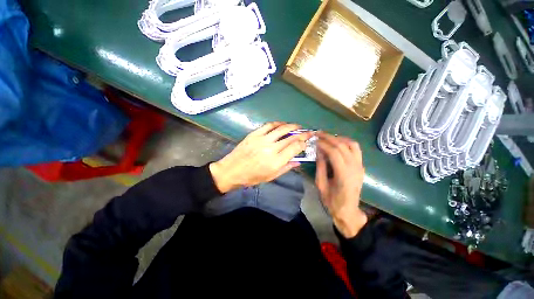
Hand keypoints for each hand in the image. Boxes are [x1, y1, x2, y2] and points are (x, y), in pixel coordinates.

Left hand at [209, 122, 313, 192]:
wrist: (232, 170)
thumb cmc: (252, 177)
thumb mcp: (271, 177)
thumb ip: (286, 168)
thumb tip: (298, 161)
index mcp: (276, 161)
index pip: (295, 148)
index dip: (303, 143)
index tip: (307, 142)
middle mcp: (271, 149)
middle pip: (291, 137)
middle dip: (302, 134)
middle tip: (308, 132)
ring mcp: (262, 139)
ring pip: (281, 129)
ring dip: (292, 126)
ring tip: (297, 126)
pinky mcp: (254, 134)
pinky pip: (268, 125)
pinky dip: (278, 123)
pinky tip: (282, 124)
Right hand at [315, 132, 366, 237]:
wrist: (348, 211)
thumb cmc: (332, 201)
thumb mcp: (321, 184)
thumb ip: (320, 166)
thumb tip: (318, 151)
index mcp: (343, 175)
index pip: (334, 152)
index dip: (323, 144)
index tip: (314, 140)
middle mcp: (354, 168)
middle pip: (343, 146)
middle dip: (329, 137)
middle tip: (318, 134)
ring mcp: (360, 166)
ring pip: (352, 145)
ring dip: (339, 138)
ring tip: (327, 137)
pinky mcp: (361, 166)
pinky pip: (356, 150)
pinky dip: (346, 143)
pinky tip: (337, 143)